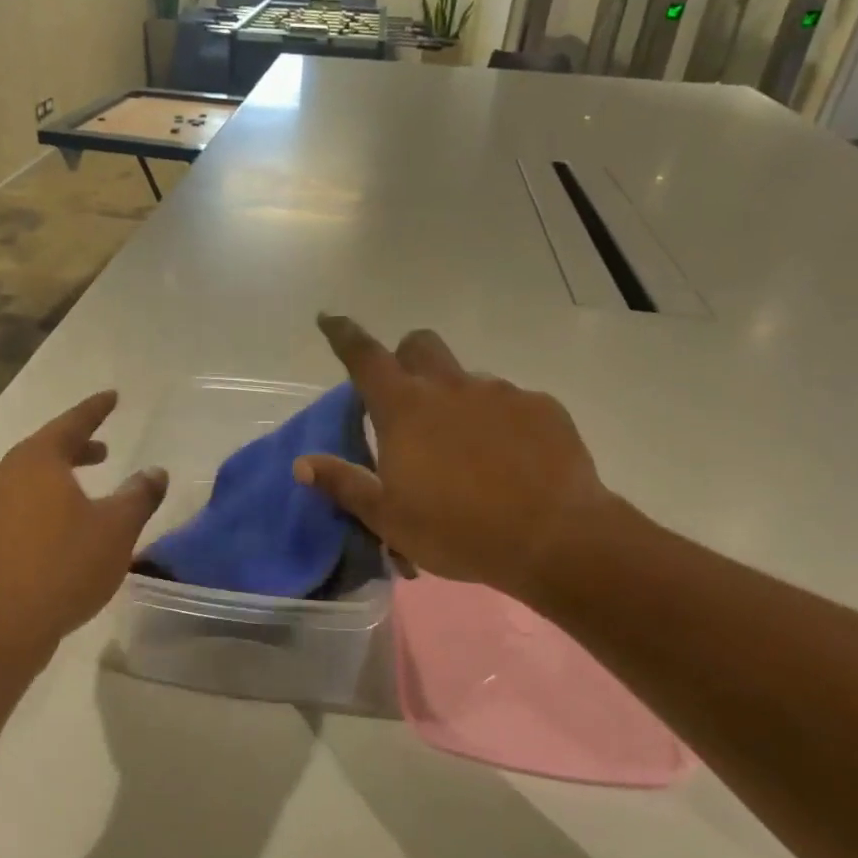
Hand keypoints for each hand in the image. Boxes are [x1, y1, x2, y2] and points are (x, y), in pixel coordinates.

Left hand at [0, 391, 166, 661]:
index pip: (72, 423)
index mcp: (37, 461)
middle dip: (77, 447)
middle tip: (103, 450)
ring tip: (84, 492)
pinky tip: (58, 532)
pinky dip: (41, 506)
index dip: (95, 409)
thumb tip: (155, 472)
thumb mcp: (116, 529)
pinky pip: (16, 509)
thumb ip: (138, 496)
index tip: (113, 397)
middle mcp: (5, 476)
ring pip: (28, 481)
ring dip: (58, 478)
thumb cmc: (63, 566)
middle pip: (45, 450)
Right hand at [295, 315, 619, 606]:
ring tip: (468, 453)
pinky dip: (501, 423)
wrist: (555, 539)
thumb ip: (344, 484)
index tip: (330, 319)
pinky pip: (512, 403)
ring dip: (457, 401)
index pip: (364, 356)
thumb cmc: (458, 530)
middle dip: (407, 357)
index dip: (343, 334)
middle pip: (420, 344)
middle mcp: (450, 387)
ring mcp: (500, 393)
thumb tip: (302, 463)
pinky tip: (511, 462)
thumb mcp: (388, 518)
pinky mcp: (541, 408)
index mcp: (405, 409)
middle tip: (407, 398)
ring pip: (467, 379)